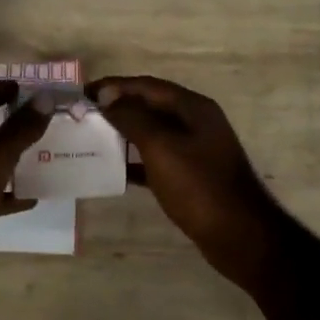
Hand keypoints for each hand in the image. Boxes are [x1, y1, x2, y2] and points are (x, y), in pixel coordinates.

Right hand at [87, 75, 288, 293]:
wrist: (238, 234)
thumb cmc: (198, 186)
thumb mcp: (161, 147)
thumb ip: (133, 117)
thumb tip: (107, 96)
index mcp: (193, 108)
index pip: (147, 86)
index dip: (114, 86)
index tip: (82, 94)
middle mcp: (196, 123)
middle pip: (150, 106)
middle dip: (117, 108)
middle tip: (83, 116)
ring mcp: (195, 150)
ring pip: (152, 134)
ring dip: (124, 134)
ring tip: (93, 140)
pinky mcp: (191, 176)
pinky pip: (157, 160)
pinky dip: (135, 162)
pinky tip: (114, 171)